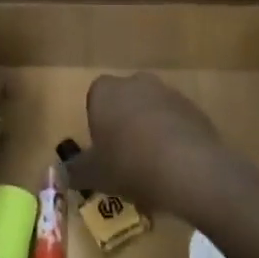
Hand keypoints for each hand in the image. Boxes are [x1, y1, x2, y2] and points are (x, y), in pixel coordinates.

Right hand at [77, 73, 232, 218]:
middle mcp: (136, 82)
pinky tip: (174, 167)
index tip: (102, 150)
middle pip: (125, 101)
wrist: (188, 169)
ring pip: (152, 111)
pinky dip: (173, 139)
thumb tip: (64, 172)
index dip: (97, 124)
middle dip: (124, 124)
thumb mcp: (94, 174)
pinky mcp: (194, 109)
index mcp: (106, 91)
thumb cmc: (129, 164)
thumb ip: (75, 170)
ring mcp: (168, 93)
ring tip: (151, 167)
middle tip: (124, 159)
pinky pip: (176, 122)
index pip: (94, 99)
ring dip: (150, 131)